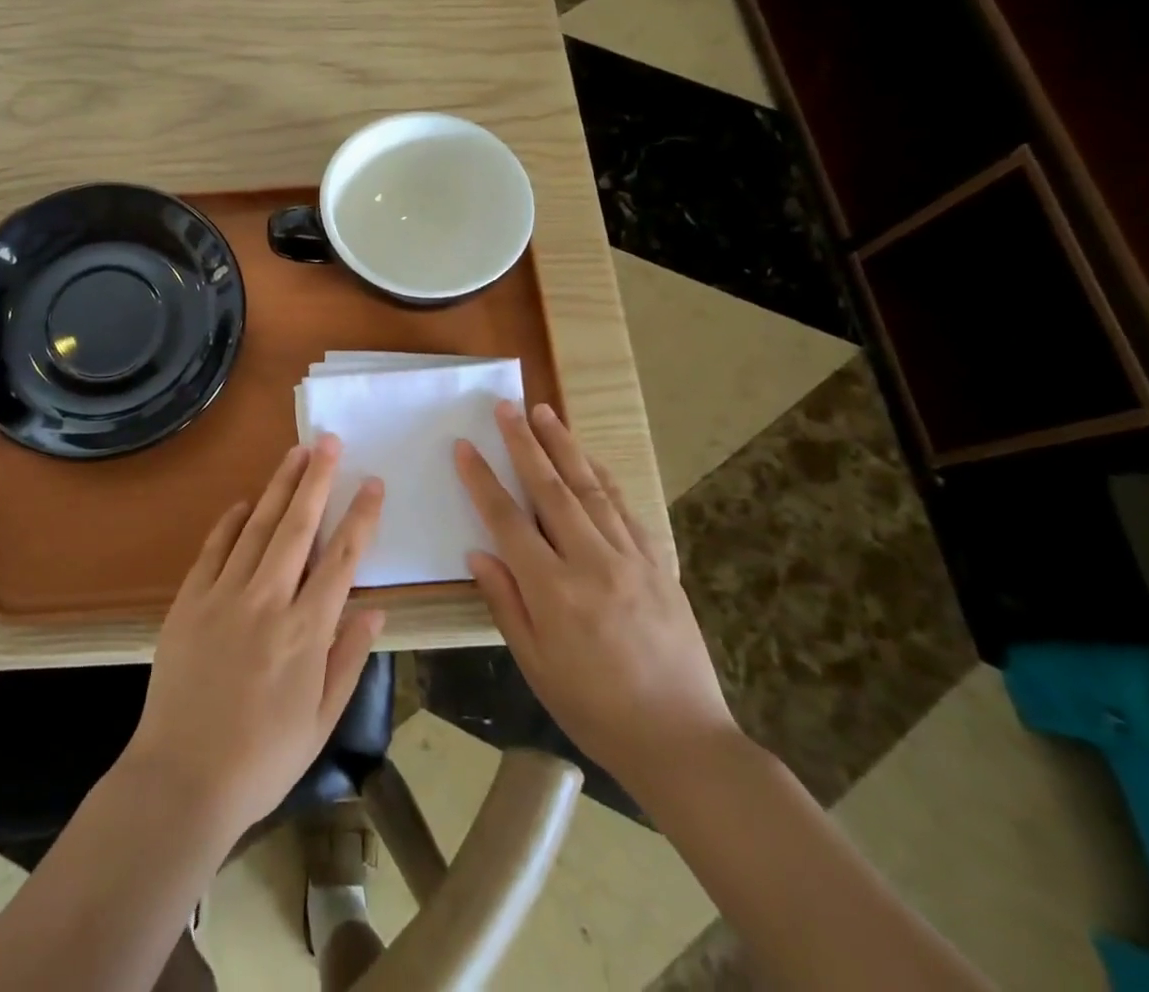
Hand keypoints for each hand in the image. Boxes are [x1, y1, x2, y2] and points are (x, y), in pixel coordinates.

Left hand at [124, 435, 385, 839]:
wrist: (181, 780)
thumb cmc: (262, 759)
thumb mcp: (321, 720)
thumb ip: (349, 659)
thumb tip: (375, 608)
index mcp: (306, 631)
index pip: (342, 559)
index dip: (360, 517)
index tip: (373, 483)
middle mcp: (267, 601)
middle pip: (298, 527)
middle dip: (317, 480)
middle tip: (330, 441)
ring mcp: (223, 596)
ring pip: (257, 527)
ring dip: (278, 487)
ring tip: (295, 453)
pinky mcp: (189, 600)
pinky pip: (214, 549)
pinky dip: (231, 521)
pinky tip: (245, 502)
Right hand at [455, 402, 736, 796]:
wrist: (684, 741)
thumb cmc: (595, 710)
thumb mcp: (535, 665)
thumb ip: (505, 603)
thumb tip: (478, 553)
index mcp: (553, 591)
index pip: (507, 519)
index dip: (482, 479)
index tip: (465, 445)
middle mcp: (591, 562)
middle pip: (550, 488)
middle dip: (525, 443)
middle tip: (506, 406)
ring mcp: (631, 558)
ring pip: (590, 488)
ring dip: (564, 446)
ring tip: (544, 412)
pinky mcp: (658, 563)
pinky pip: (625, 508)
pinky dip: (603, 477)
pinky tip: (589, 460)